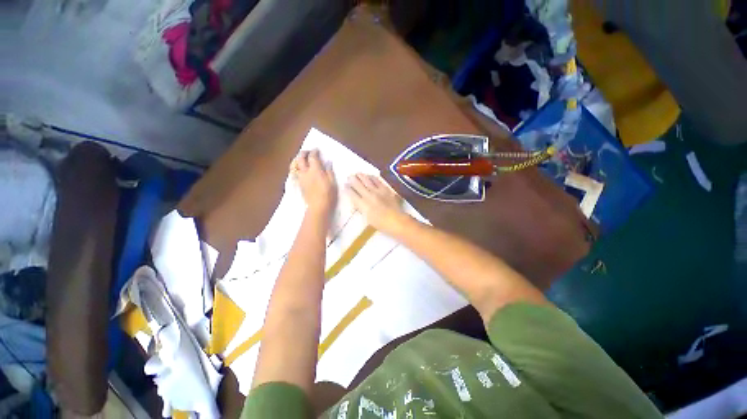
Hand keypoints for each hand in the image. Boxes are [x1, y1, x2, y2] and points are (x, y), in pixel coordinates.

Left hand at [291, 150, 336, 214]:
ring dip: (298, 160)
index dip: (314, 152)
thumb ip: (329, 171)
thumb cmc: (328, 194)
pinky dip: (297, 168)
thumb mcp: (333, 182)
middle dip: (303, 153)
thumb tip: (328, 163)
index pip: (312, 157)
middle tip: (308, 152)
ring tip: (302, 159)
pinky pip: (295, 172)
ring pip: (295, 165)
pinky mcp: (299, 184)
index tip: (317, 150)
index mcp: (315, 170)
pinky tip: (301, 170)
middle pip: (300, 158)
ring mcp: (301, 178)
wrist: (318, 207)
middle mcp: (305, 172)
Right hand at [346, 174, 408, 233]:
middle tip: (349, 176)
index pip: (352, 194)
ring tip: (357, 173)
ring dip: (361, 176)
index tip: (345, 185)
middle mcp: (368, 195)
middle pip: (358, 185)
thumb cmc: (380, 224)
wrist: (396, 220)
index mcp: (362, 205)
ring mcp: (377, 191)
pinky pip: (377, 181)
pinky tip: (370, 176)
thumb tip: (357, 201)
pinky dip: (372, 177)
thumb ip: (361, 208)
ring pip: (367, 180)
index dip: (347, 189)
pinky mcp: (385, 189)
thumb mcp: (367, 218)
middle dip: (352, 180)